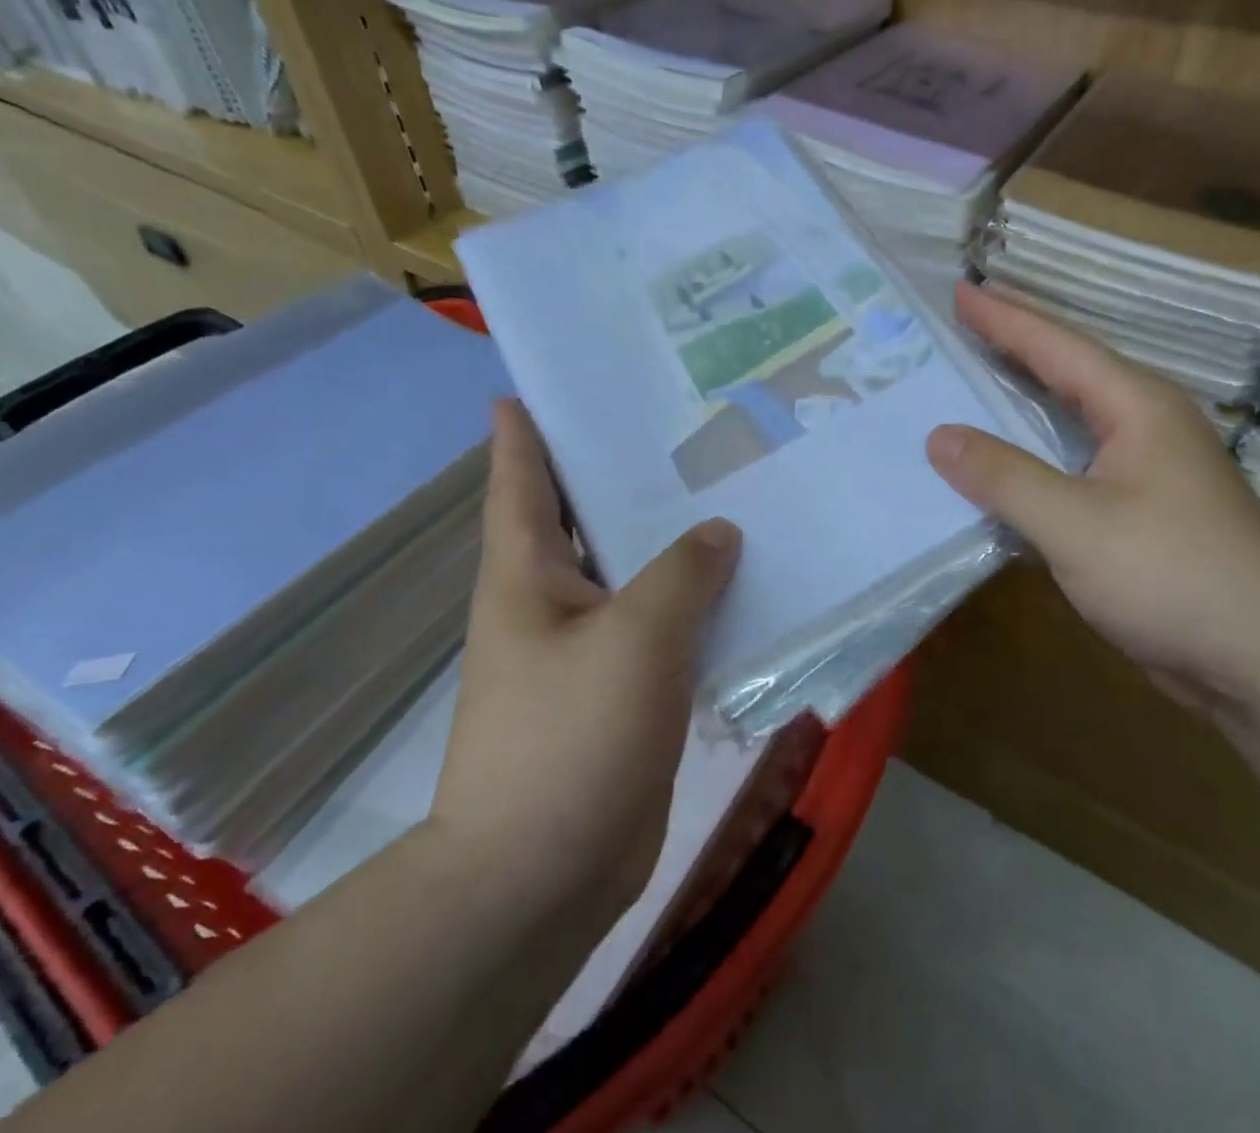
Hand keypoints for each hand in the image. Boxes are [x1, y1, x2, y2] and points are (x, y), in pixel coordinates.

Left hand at [429, 400, 740, 921]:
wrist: (542, 875)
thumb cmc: (570, 738)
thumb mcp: (635, 638)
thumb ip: (684, 574)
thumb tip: (719, 533)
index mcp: (526, 573)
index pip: (520, 478)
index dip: (527, 429)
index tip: (541, 383)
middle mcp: (550, 599)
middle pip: (585, 516)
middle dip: (620, 472)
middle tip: (677, 424)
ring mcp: (586, 647)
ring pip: (632, 571)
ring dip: (668, 539)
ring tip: (723, 490)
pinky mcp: (620, 689)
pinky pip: (660, 625)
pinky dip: (692, 600)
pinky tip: (739, 581)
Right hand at [927, 282, 1259, 711]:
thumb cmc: (1174, 578)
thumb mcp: (1076, 525)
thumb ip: (1005, 476)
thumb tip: (939, 436)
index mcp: (1138, 407)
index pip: (1059, 346)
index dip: (1005, 319)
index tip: (958, 291)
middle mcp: (1147, 426)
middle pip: (1068, 374)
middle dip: (1012, 350)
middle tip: (955, 331)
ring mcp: (1149, 471)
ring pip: (1071, 423)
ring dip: (1021, 405)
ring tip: (968, 388)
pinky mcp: (1143, 513)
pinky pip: (1075, 467)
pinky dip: (1034, 459)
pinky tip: (1002, 471)